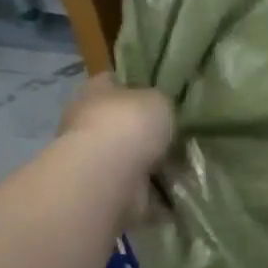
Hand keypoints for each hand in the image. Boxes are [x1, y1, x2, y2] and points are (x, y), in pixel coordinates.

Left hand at [56, 75, 174, 218]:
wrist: (109, 175)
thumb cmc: (130, 125)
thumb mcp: (159, 99)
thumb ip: (160, 102)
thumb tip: (160, 111)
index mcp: (95, 91)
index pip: (114, 81)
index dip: (136, 86)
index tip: (160, 96)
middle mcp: (87, 121)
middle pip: (119, 120)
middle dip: (143, 129)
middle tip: (174, 133)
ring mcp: (92, 157)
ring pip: (126, 154)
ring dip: (147, 160)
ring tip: (180, 163)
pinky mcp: (102, 186)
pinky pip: (132, 183)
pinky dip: (149, 187)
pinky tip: (172, 186)